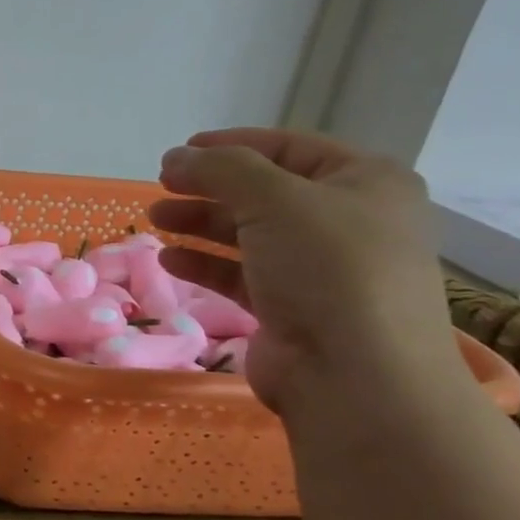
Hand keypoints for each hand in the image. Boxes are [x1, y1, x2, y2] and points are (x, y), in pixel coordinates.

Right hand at [148, 129, 461, 411]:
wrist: (355, 374)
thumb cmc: (327, 268)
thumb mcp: (274, 200)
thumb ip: (221, 168)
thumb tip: (175, 156)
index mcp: (365, 183)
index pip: (289, 148)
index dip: (232, 145)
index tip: (180, 151)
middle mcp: (348, 222)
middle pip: (265, 192)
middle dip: (209, 187)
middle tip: (161, 185)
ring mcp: (321, 269)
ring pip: (249, 234)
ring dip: (200, 223)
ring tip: (154, 220)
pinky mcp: (293, 308)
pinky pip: (242, 275)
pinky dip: (205, 264)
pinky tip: (170, 260)